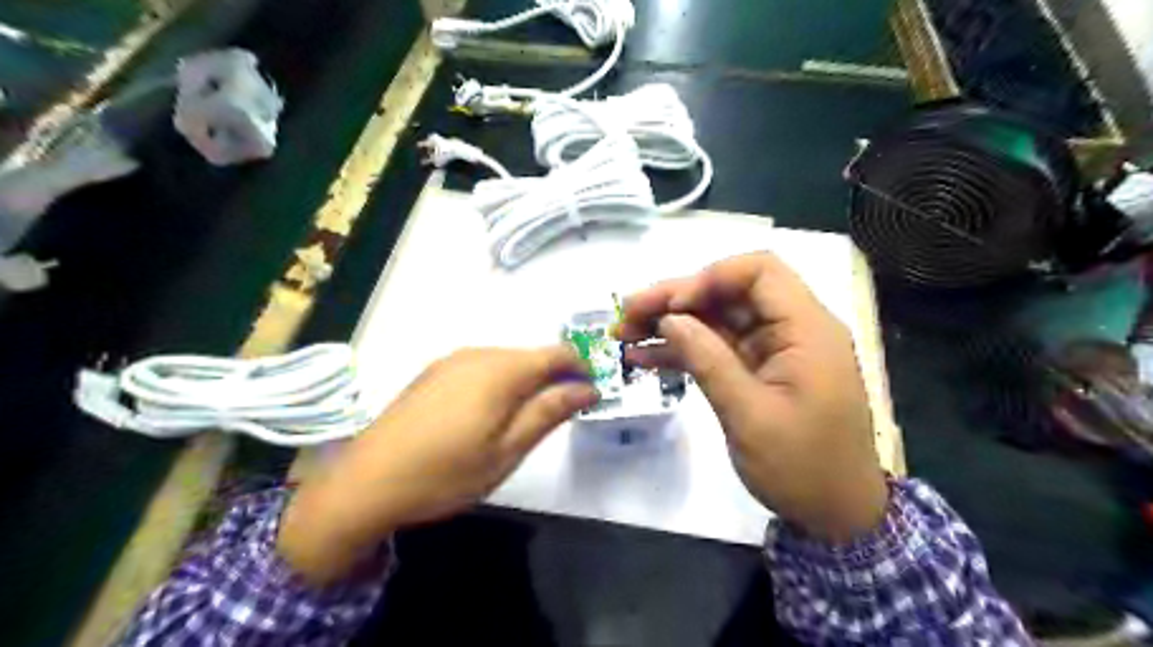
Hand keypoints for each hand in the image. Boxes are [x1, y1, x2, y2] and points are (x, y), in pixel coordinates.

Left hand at [281, 345, 598, 582]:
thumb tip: (587, 388)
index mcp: (501, 370)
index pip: (557, 354)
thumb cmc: (446, 473)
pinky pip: (481, 367)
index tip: (591, 395)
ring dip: (526, 382)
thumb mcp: (507, 450)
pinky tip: (487, 415)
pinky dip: (499, 383)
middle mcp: (478, 354)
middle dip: (554, 378)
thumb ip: (548, 412)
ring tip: (525, 420)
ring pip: (506, 361)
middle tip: (560, 415)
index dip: (581, 369)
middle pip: (531, 356)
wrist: (367, 482)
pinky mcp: (434, 373)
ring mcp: (452, 361)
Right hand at [617, 250, 883, 539]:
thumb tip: (670, 318)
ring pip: (716, 319)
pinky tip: (643, 358)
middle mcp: (790, 329)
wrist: (834, 515)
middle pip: (728, 293)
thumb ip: (709, 361)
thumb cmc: (802, 467)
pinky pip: (716, 348)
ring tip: (624, 335)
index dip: (710, 278)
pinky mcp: (757, 371)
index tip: (672, 305)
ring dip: (671, 325)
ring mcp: (772, 350)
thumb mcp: (750, 416)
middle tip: (627, 315)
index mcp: (805, 329)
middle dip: (675, 300)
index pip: (759, 272)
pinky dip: (682, 350)